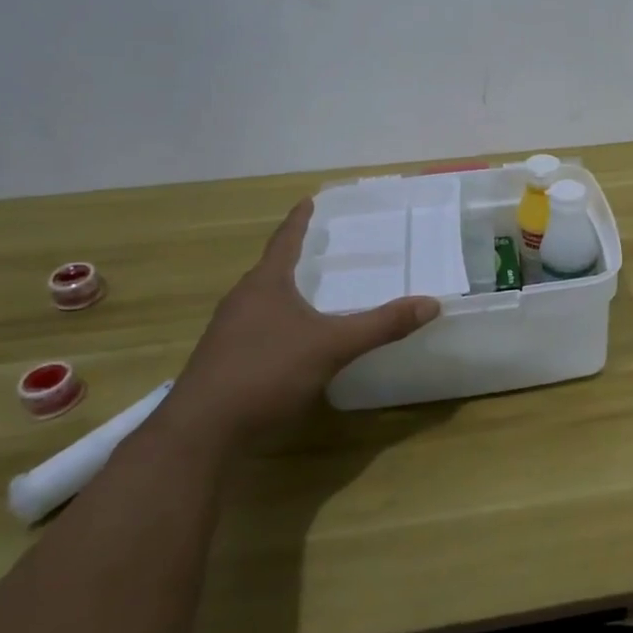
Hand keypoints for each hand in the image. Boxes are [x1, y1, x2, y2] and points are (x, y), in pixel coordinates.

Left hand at [160, 199, 440, 450]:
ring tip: (313, 294)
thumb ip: (381, 325)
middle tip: (323, 249)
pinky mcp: (224, 361)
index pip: (285, 240)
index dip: (299, 221)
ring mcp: (228, 333)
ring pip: (262, 302)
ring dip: (286, 294)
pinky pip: (257, 329)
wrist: (202, 432)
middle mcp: (242, 301)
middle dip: (296, 259)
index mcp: (265, 284)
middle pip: (271, 270)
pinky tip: (294, 342)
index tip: (308, 200)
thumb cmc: (266, 372)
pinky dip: (279, 324)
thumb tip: (431, 304)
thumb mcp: (332, 346)